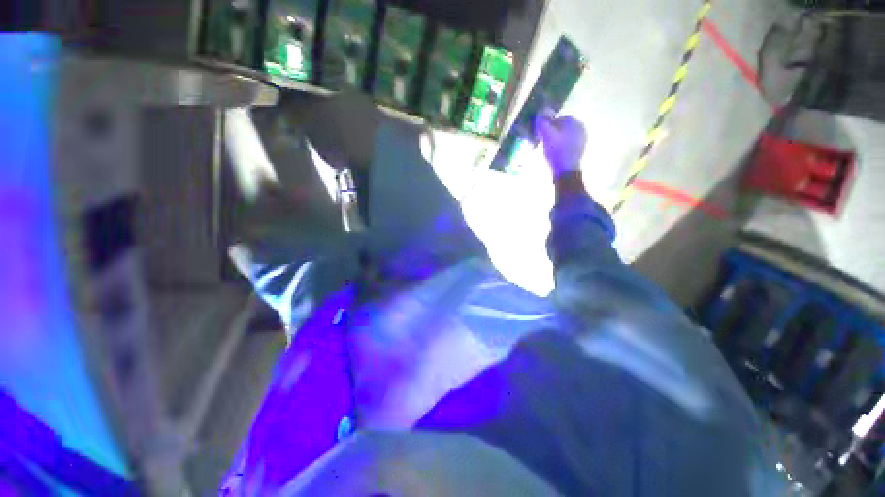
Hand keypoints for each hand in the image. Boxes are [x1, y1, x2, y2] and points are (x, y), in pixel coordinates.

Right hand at [535, 111, 586, 176]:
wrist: (566, 170)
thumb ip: (543, 122)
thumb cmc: (556, 151)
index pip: (558, 119)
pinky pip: (569, 143)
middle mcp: (581, 127)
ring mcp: (583, 138)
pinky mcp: (581, 148)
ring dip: (557, 139)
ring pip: (565, 135)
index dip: (548, 126)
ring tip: (549, 149)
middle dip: (553, 132)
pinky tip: (556, 153)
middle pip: (562, 127)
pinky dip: (562, 146)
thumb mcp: (547, 135)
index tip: (541, 135)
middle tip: (544, 142)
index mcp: (574, 121)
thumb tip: (541, 111)